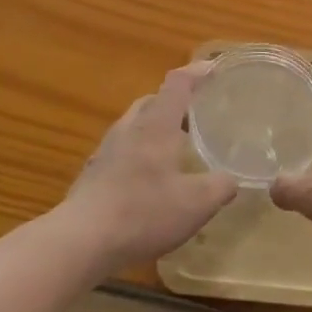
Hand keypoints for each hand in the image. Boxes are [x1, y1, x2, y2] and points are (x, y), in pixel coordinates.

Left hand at [64, 64, 236, 272]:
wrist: (81, 241)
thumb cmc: (144, 212)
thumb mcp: (197, 203)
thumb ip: (220, 186)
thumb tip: (231, 180)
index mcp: (155, 125)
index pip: (177, 84)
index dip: (197, 72)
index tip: (215, 70)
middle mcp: (129, 129)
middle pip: (152, 101)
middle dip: (175, 102)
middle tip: (198, 114)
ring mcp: (106, 151)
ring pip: (135, 126)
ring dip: (156, 128)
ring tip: (177, 147)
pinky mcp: (93, 174)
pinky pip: (123, 151)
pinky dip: (140, 153)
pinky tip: (151, 179)